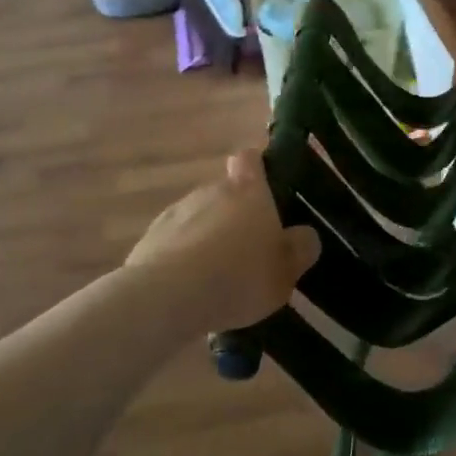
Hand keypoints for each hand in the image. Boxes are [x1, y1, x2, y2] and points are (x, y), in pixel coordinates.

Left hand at [125, 150, 321, 330]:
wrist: (167, 296)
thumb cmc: (239, 277)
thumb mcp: (285, 272)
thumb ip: (299, 249)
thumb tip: (305, 235)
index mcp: (248, 191)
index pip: (250, 159)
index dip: (257, 168)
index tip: (265, 188)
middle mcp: (210, 191)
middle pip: (225, 193)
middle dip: (235, 217)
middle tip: (249, 252)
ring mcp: (176, 212)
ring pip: (199, 218)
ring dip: (208, 238)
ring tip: (218, 278)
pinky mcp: (150, 238)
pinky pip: (176, 243)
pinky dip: (184, 258)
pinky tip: (191, 290)